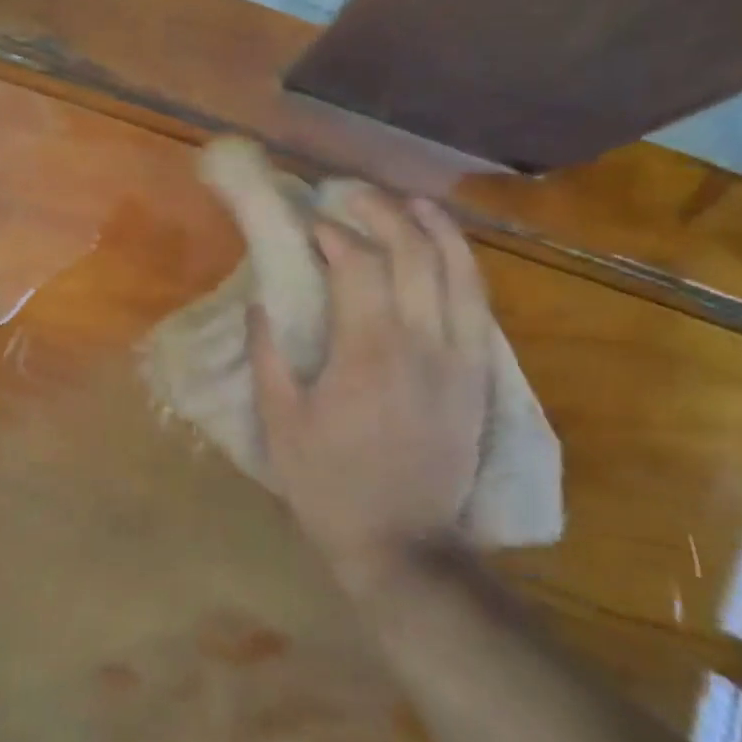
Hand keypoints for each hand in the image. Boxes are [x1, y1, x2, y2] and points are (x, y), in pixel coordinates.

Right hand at [250, 188, 491, 582]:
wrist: (403, 543)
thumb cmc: (329, 485)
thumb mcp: (281, 424)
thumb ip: (268, 357)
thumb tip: (262, 304)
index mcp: (368, 352)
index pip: (358, 265)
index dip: (333, 235)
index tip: (311, 225)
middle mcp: (422, 343)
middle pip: (414, 254)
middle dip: (384, 214)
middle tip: (354, 198)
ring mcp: (459, 358)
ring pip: (460, 272)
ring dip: (436, 229)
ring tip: (413, 203)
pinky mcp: (478, 376)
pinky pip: (479, 305)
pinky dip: (464, 267)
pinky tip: (448, 252)